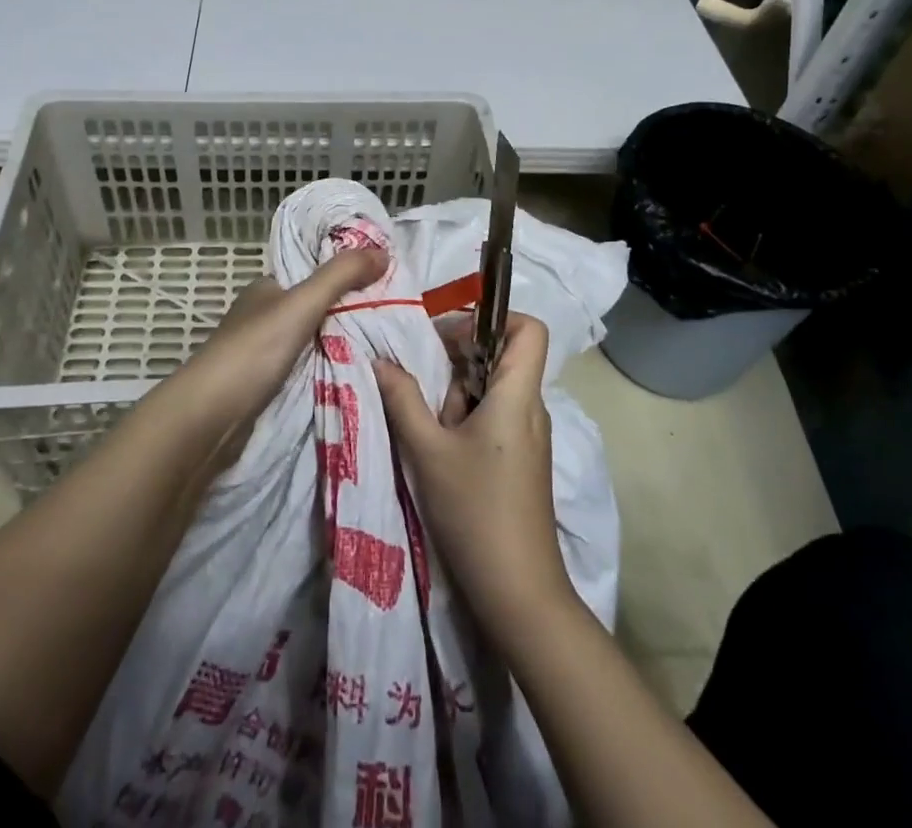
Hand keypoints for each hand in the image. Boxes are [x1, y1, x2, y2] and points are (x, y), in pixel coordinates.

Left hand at [159, 247, 386, 466]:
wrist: (209, 418)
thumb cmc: (253, 351)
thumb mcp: (302, 304)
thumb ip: (341, 276)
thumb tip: (384, 251)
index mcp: (268, 287)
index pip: (314, 271)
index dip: (347, 271)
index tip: (386, 279)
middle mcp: (266, 315)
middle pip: (317, 306)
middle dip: (351, 311)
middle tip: (395, 317)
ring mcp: (265, 352)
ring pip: (315, 340)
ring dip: (343, 343)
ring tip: (388, 347)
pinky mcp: (268, 385)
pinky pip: (309, 369)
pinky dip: (331, 369)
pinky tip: (358, 374)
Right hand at [374, 313, 575, 644]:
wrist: (519, 593)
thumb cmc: (475, 512)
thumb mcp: (428, 452)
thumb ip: (403, 400)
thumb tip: (380, 361)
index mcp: (517, 395)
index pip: (527, 328)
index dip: (492, 318)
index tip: (450, 336)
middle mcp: (531, 408)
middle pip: (502, 355)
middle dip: (460, 360)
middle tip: (425, 383)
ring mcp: (529, 436)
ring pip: (493, 388)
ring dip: (457, 395)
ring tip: (431, 428)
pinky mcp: (522, 460)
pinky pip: (495, 416)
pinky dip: (466, 418)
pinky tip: (441, 449)